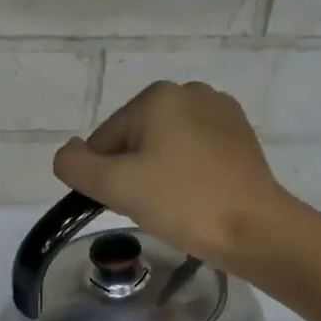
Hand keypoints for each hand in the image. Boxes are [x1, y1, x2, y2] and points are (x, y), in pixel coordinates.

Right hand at [53, 81, 315, 278]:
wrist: (253, 228)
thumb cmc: (181, 203)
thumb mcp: (114, 186)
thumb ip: (75, 166)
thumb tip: (67, 154)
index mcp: (156, 97)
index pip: (103, 140)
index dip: (104, 176)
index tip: (126, 201)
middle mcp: (189, 92)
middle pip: (132, 140)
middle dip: (131, 173)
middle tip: (149, 205)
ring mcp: (219, 111)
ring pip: (162, 147)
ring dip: (156, 174)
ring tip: (173, 203)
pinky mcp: (239, 135)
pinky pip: (191, 152)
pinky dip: (183, 173)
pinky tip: (194, 196)